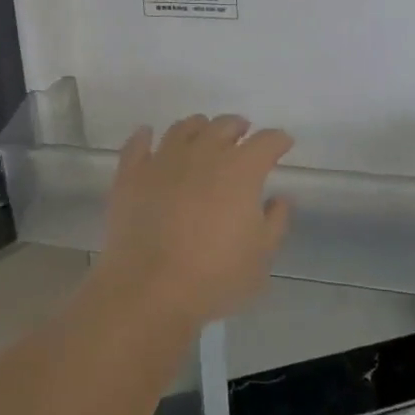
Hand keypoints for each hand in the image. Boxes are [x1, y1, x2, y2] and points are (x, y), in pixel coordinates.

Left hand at [96, 115, 293, 332]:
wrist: (150, 289)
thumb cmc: (215, 276)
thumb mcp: (261, 256)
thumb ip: (275, 222)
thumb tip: (279, 199)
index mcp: (240, 170)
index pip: (266, 142)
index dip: (278, 140)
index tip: (283, 143)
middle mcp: (203, 153)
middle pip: (224, 126)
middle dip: (237, 127)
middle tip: (242, 134)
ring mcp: (164, 160)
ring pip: (183, 128)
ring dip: (198, 127)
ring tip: (201, 132)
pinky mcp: (132, 174)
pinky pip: (137, 144)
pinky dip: (144, 136)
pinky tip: (147, 135)